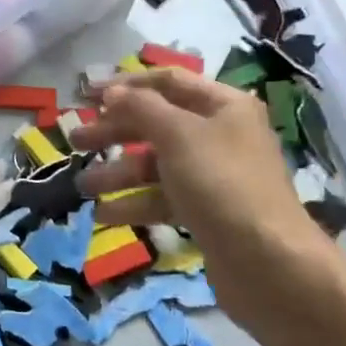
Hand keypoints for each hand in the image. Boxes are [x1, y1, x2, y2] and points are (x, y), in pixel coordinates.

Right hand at [73, 68, 331, 276]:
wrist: (268, 263)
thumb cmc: (221, 183)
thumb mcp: (178, 135)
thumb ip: (141, 108)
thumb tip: (113, 92)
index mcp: (224, 106)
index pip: (168, 82)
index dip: (126, 85)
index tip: (85, 94)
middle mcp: (221, 135)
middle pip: (158, 123)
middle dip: (115, 131)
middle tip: (76, 141)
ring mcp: (214, 176)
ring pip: (157, 164)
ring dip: (118, 172)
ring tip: (83, 185)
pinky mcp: (207, 212)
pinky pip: (163, 199)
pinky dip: (135, 204)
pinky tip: (104, 215)